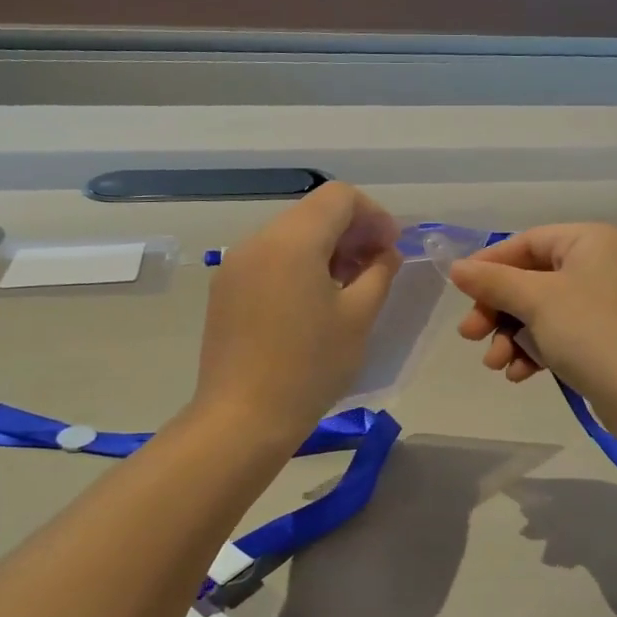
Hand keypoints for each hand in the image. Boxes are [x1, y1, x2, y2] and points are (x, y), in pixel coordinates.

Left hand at [192, 183, 401, 439]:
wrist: (242, 418)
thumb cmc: (310, 367)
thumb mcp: (359, 317)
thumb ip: (379, 272)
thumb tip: (385, 253)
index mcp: (293, 240)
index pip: (340, 197)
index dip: (374, 215)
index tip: (391, 248)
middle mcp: (259, 240)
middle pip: (314, 212)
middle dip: (351, 231)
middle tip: (376, 268)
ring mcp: (236, 263)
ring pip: (291, 234)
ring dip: (326, 248)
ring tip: (347, 287)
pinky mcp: (226, 288)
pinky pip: (270, 258)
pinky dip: (299, 264)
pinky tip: (313, 302)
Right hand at [448, 223, 616, 424]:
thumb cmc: (592, 333)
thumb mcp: (536, 301)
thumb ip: (493, 282)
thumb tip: (457, 268)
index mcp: (592, 240)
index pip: (527, 242)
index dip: (490, 265)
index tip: (459, 291)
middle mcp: (601, 264)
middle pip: (531, 279)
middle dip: (497, 310)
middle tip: (470, 335)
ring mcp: (604, 302)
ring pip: (540, 311)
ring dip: (511, 336)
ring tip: (495, 363)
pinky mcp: (604, 337)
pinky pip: (558, 333)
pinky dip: (534, 349)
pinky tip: (519, 373)